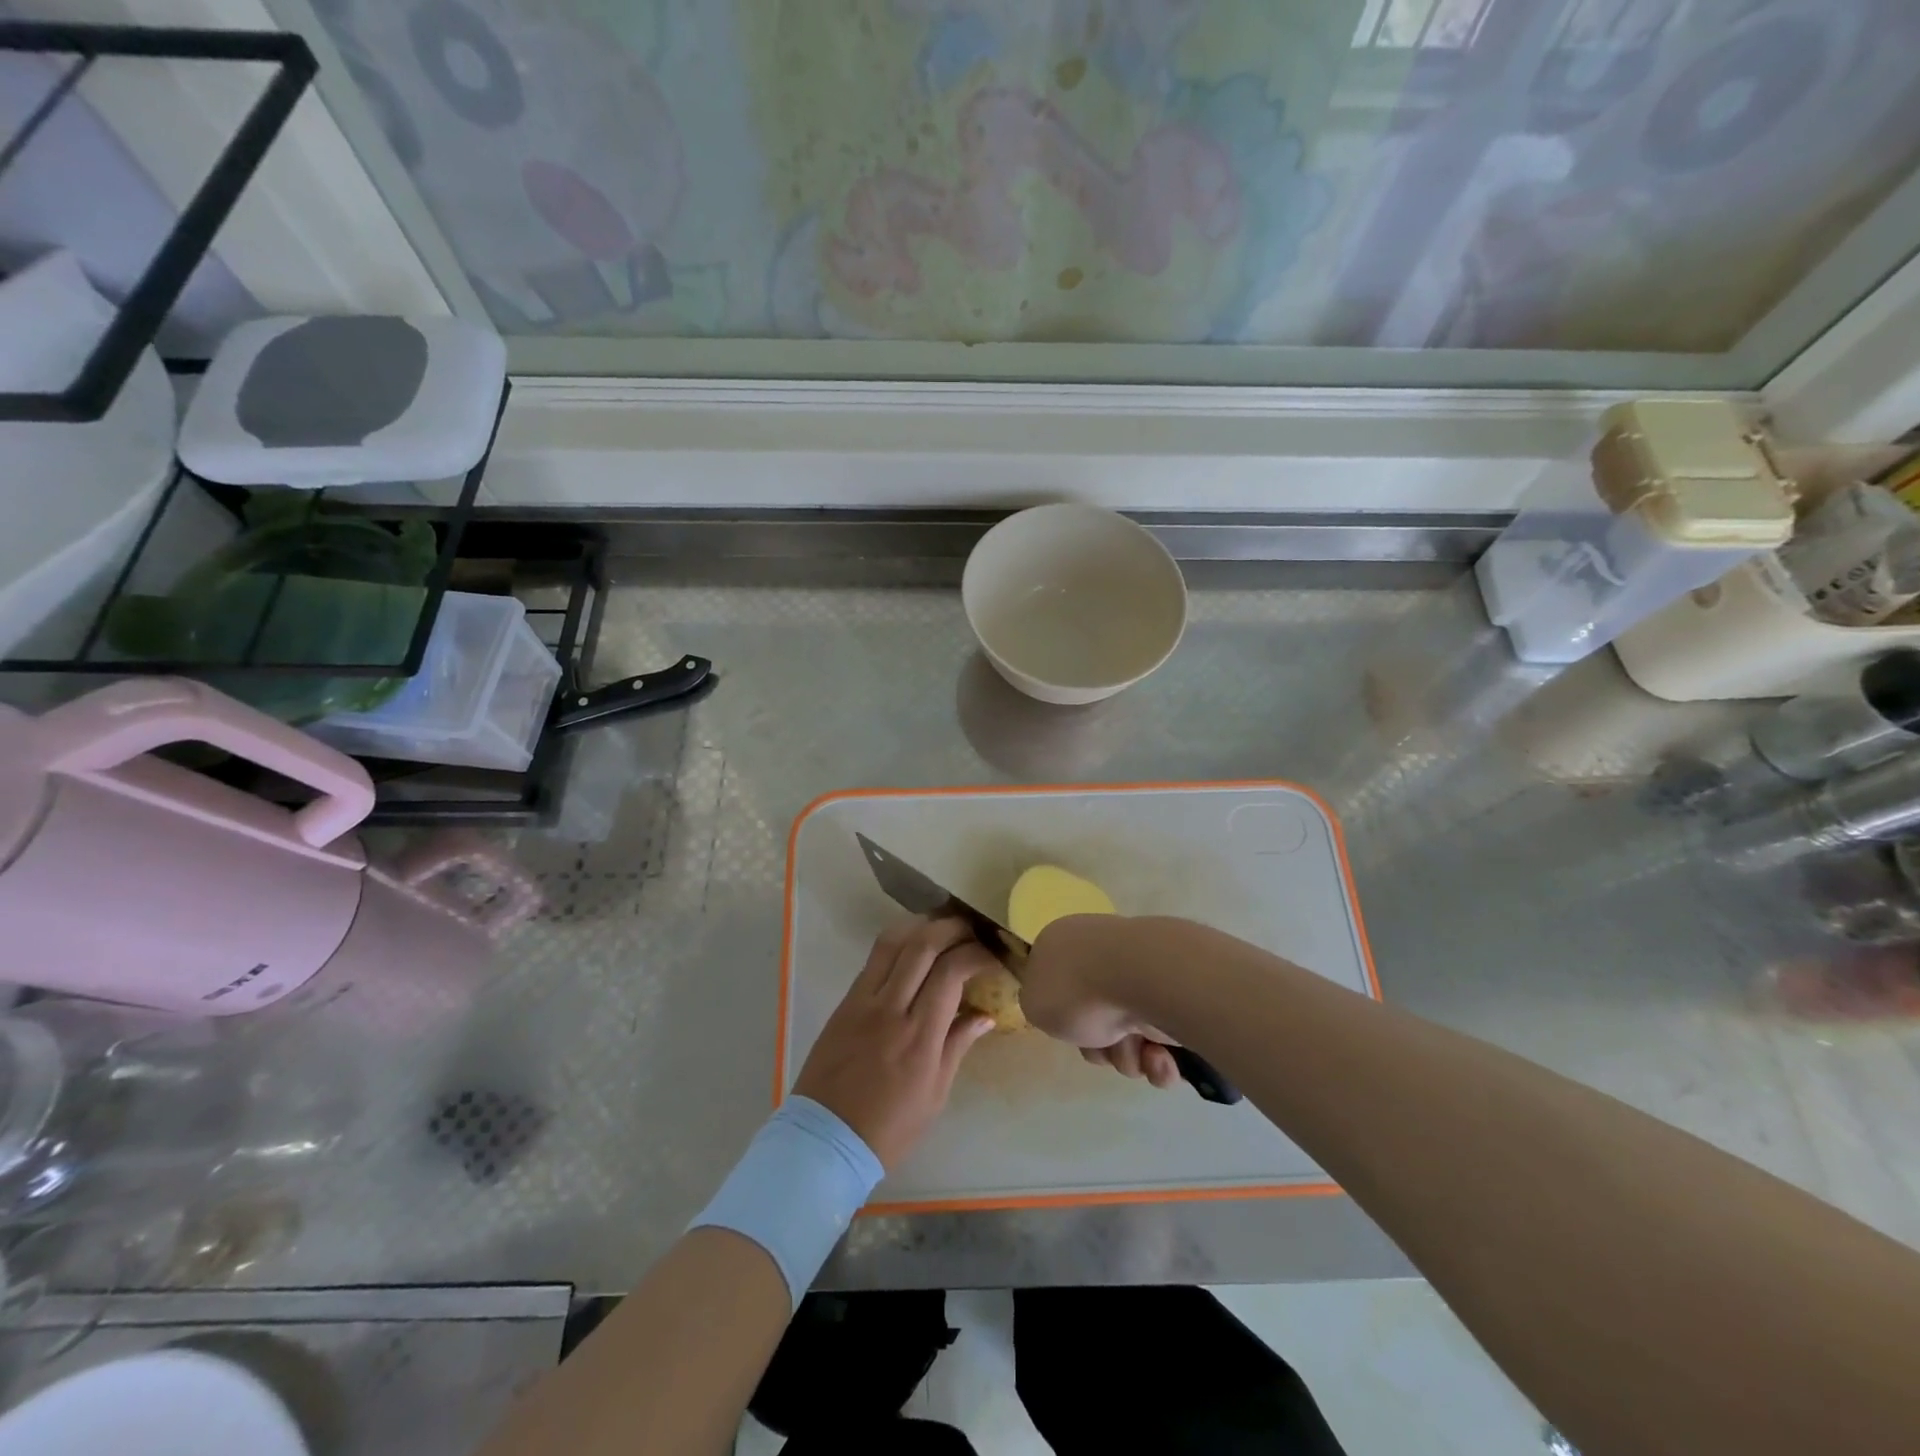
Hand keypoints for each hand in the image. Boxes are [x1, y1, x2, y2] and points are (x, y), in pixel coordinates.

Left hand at [793, 917, 997, 1167]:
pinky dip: (898, 944)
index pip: (951, 972)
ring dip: (921, 926)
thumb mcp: (936, 1093)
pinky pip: (873, 960)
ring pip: (892, 942)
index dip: (976, 954)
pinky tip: (913, 948)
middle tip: (971, 930)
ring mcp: (863, 1001)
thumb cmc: (890, 1127)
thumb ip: (959, 1045)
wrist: (826, 1140)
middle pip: (922, 945)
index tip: (992, 956)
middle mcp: (890, 1008)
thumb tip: (985, 1015)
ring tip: (942, 927)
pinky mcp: (845, 1002)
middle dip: (952, 928)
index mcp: (919, 1036)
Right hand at [1020, 914, 1181, 1089]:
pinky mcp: (1175, 995)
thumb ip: (1038, 1006)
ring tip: (1136, 1051)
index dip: (1059, 1015)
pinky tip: (1159, 1056)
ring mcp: (1141, 972)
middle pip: (1092, 1019)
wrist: (1144, 977)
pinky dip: (1159, 1060)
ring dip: (1127, 1056)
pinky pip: (1161, 1043)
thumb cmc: (1078, 988)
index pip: (1056, 984)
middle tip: (1102, 1046)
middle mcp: (1102, 954)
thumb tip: (1063, 1009)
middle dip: (1098, 1046)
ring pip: (1127, 1038)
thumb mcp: (1033, 1002)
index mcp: (1064, 944)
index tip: (1064, 1027)